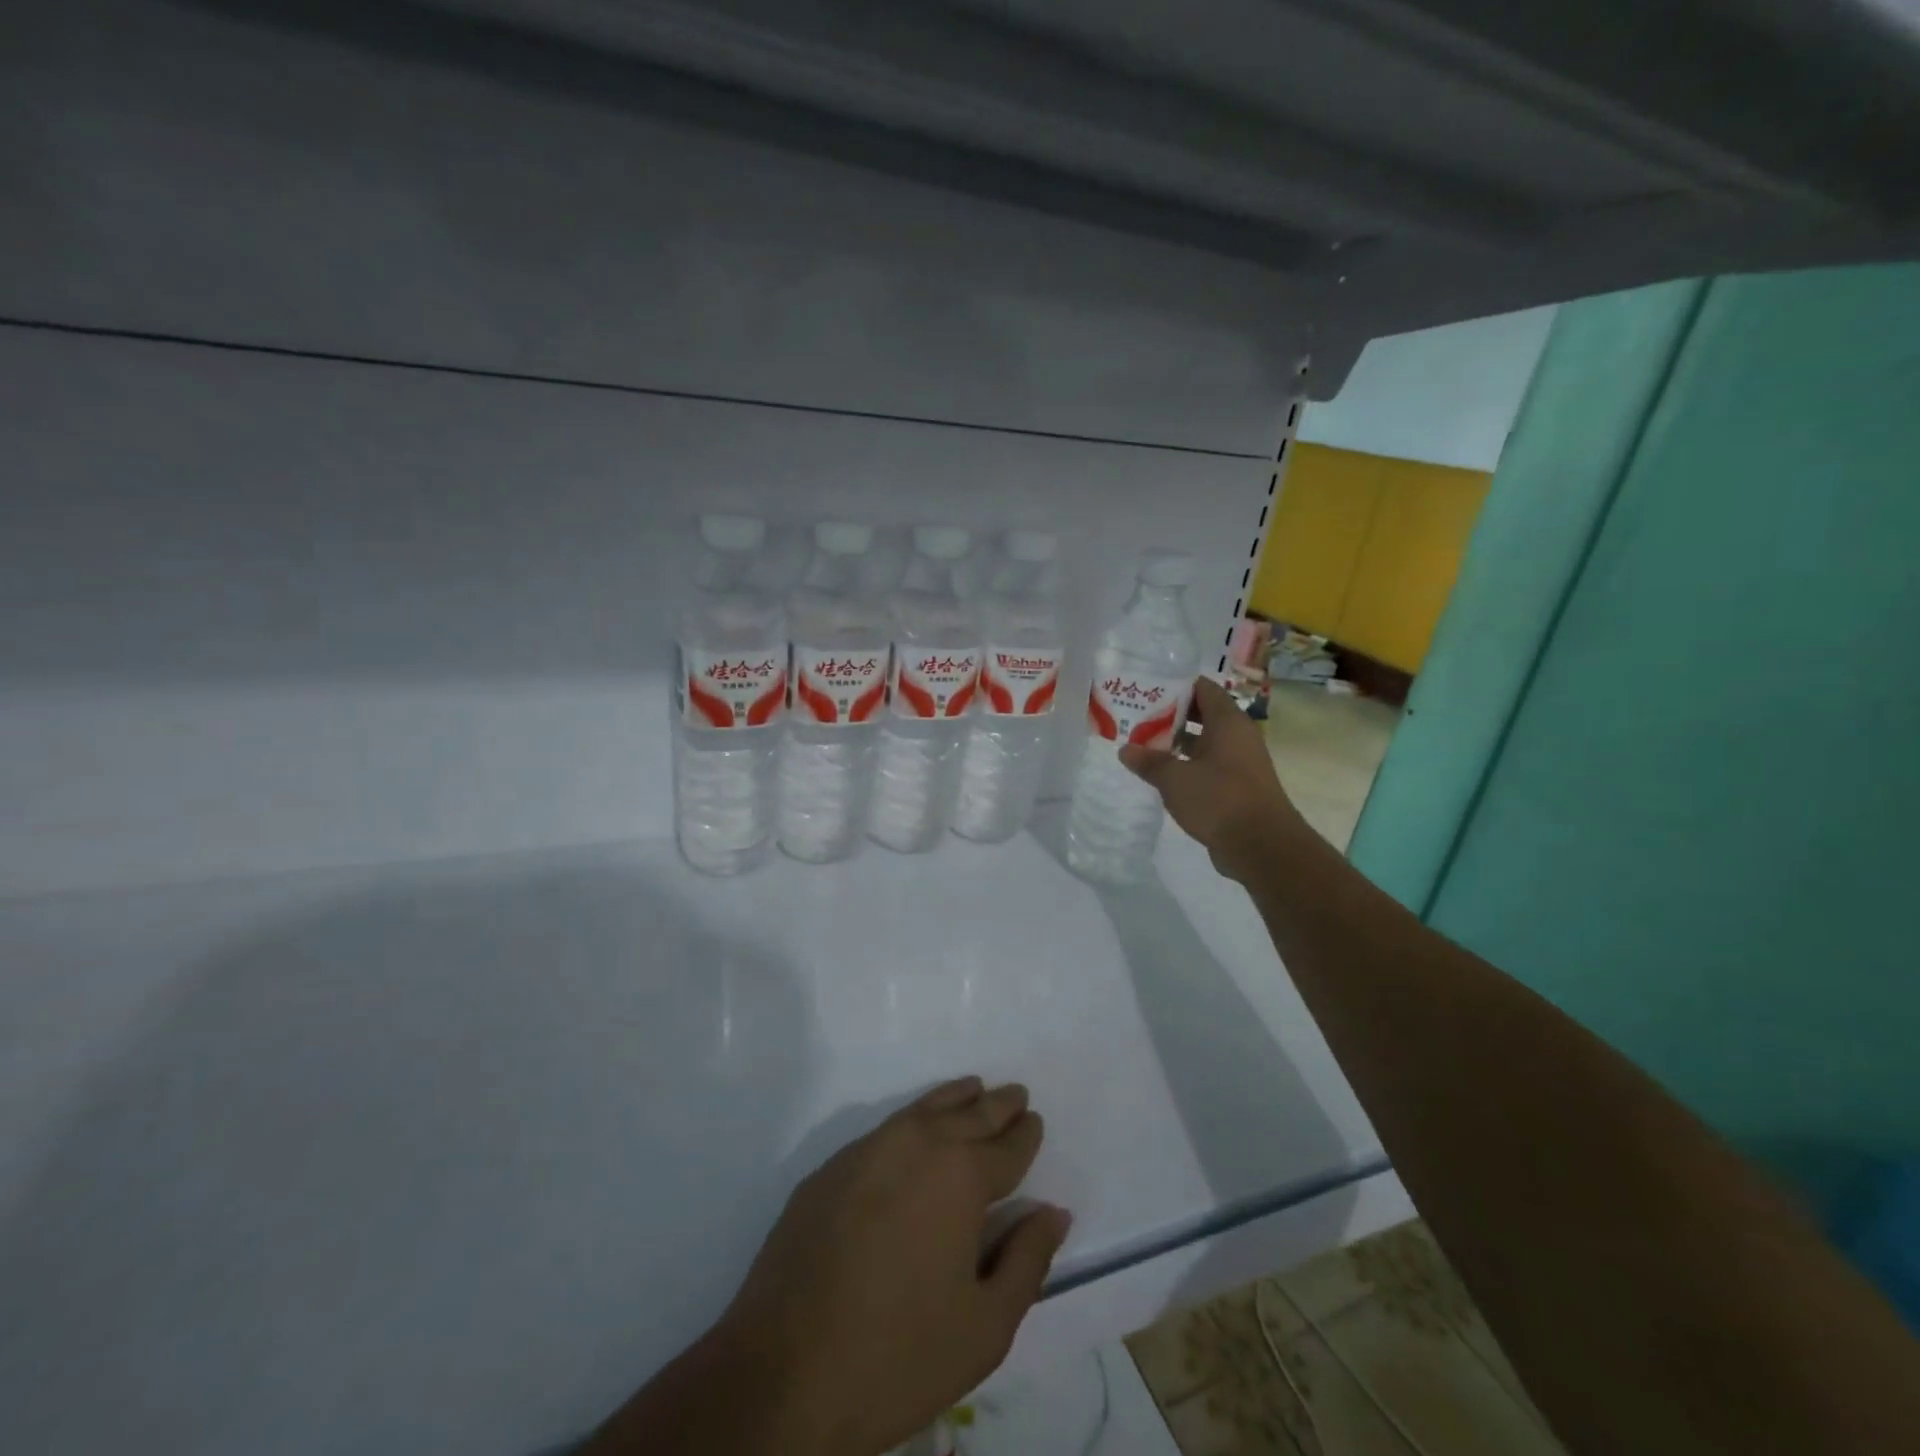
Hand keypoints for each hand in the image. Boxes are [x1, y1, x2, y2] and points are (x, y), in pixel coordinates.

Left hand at [601, 1077, 1070, 1455]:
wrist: (782, 1371)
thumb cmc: (898, 1355)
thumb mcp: (984, 1327)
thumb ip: (1027, 1262)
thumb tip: (1053, 1211)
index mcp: (961, 1177)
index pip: (1006, 1146)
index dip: (1025, 1134)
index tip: (1035, 1120)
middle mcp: (917, 1145)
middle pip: (968, 1114)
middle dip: (996, 1104)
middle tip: (1016, 1094)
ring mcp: (867, 1150)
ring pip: (924, 1109)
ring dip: (955, 1098)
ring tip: (974, 1088)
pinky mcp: (830, 1167)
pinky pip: (886, 1127)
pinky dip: (913, 1117)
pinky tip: (917, 1126)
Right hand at [1119, 676, 1308, 881]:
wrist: (1262, 847)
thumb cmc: (1219, 800)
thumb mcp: (1175, 779)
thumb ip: (1149, 762)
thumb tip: (1125, 750)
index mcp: (1228, 722)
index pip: (1201, 688)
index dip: (1174, 685)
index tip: (1145, 688)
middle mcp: (1237, 736)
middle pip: (1201, 714)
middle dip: (1169, 715)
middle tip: (1136, 717)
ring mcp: (1239, 762)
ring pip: (1204, 742)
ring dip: (1176, 743)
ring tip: (1141, 744)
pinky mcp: (1237, 787)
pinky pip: (1208, 766)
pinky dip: (1186, 765)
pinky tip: (1161, 775)